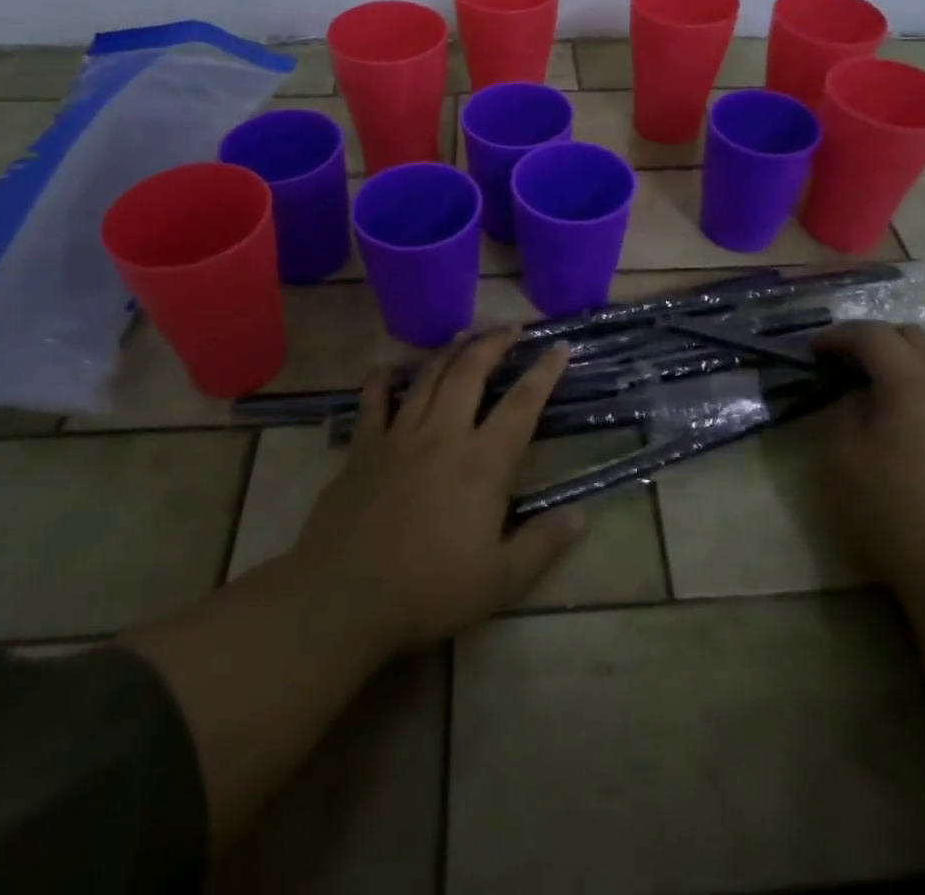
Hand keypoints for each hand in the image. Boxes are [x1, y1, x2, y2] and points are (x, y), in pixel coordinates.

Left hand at [284, 329, 585, 654]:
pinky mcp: (362, 447)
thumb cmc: (428, 590)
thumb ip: (542, 545)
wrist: (344, 597)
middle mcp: (443, 434)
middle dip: (494, 343)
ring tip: (465, 334)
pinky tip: (388, 367)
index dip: (544, 372)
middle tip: (510, 328)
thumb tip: (581, 516)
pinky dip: (382, 379)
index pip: (522, 404)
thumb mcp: (499, 581)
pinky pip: (373, 401)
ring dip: (450, 350)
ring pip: (428, 377)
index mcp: (482, 462)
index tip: (558, 347)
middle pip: (471, 372)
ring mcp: (399, 436)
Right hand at [813, 323, 924, 593]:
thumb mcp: (841, 458)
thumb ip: (847, 411)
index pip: (871, 335)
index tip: (816, 350)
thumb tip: (863, 395)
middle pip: (915, 337)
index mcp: (908, 381)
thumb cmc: (891, 512)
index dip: (840, 336)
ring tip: (910, 377)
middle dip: (880, 341)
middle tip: (854, 365)